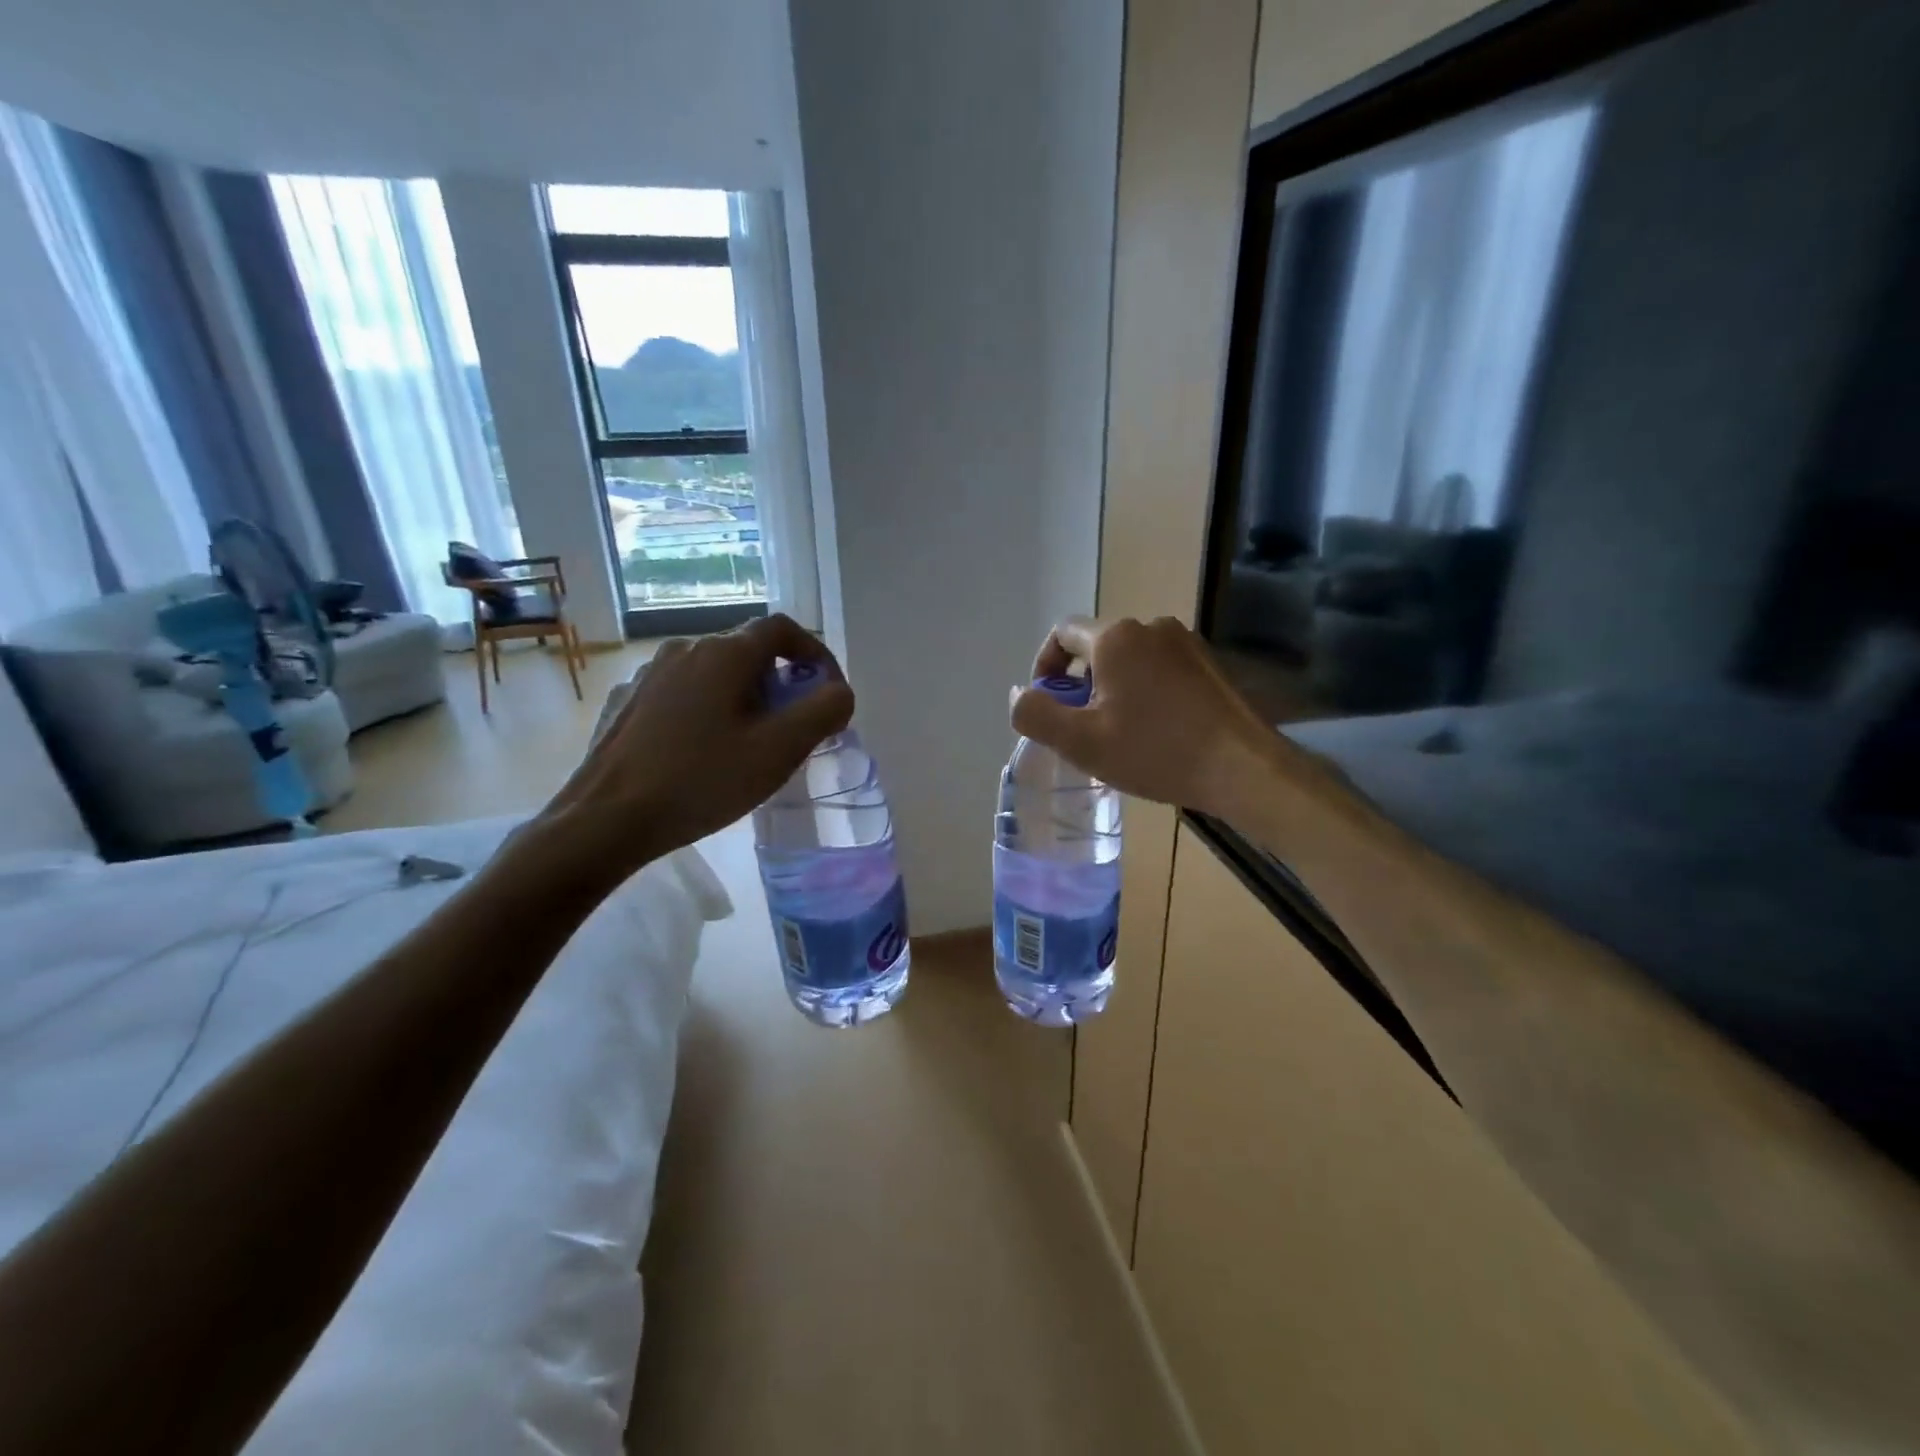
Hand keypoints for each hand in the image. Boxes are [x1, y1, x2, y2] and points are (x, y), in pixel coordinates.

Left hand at [537, 614, 853, 879]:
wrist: (606, 818)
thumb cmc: (701, 781)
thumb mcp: (779, 750)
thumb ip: (823, 711)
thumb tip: (838, 692)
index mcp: (724, 653)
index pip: (783, 629)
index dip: (815, 654)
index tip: (828, 692)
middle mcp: (685, 649)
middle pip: (749, 652)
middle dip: (781, 683)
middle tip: (792, 730)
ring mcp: (649, 673)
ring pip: (714, 674)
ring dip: (744, 698)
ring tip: (748, 745)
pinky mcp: (628, 701)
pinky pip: (683, 694)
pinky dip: (708, 710)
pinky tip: (702, 752)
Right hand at [1011, 616, 1327, 819]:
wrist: (1242, 768)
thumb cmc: (1155, 752)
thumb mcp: (1081, 742)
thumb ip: (1036, 715)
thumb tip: (1019, 694)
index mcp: (1115, 637)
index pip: (1061, 633)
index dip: (1044, 666)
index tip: (1048, 703)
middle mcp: (1151, 626)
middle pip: (1097, 646)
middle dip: (1080, 682)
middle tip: (1082, 727)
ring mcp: (1186, 642)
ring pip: (1130, 658)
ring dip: (1112, 687)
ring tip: (1118, 732)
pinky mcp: (1209, 663)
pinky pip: (1160, 667)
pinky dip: (1144, 689)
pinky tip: (1155, 729)